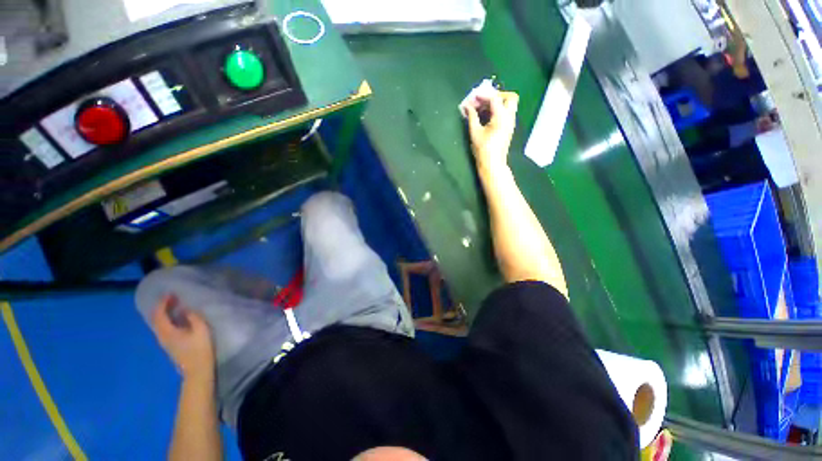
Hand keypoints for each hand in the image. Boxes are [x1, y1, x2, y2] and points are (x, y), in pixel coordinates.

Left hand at [151, 295, 214, 381]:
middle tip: (172, 298)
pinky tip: (176, 319)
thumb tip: (186, 309)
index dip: (163, 303)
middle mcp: (161, 336)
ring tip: (174, 306)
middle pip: (156, 319)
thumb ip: (193, 317)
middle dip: (161, 307)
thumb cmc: (200, 349)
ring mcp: (164, 342)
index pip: (159, 314)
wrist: (197, 370)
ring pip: (158, 324)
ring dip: (164, 314)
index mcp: (167, 332)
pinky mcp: (169, 345)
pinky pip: (163, 329)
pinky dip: (167, 320)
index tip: (170, 293)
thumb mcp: (201, 330)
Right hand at [465, 90, 518, 171]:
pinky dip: (497, 111)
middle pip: (509, 97)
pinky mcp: (508, 128)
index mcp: (501, 117)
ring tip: (481, 109)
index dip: (483, 96)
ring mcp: (510, 123)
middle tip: (483, 101)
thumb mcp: (475, 132)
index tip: (472, 98)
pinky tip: (485, 117)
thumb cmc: (483, 149)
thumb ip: (472, 116)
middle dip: (496, 96)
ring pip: (508, 105)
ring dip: (496, 103)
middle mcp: (509, 117)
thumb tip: (467, 106)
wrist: (492, 164)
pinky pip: (505, 113)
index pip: (495, 98)